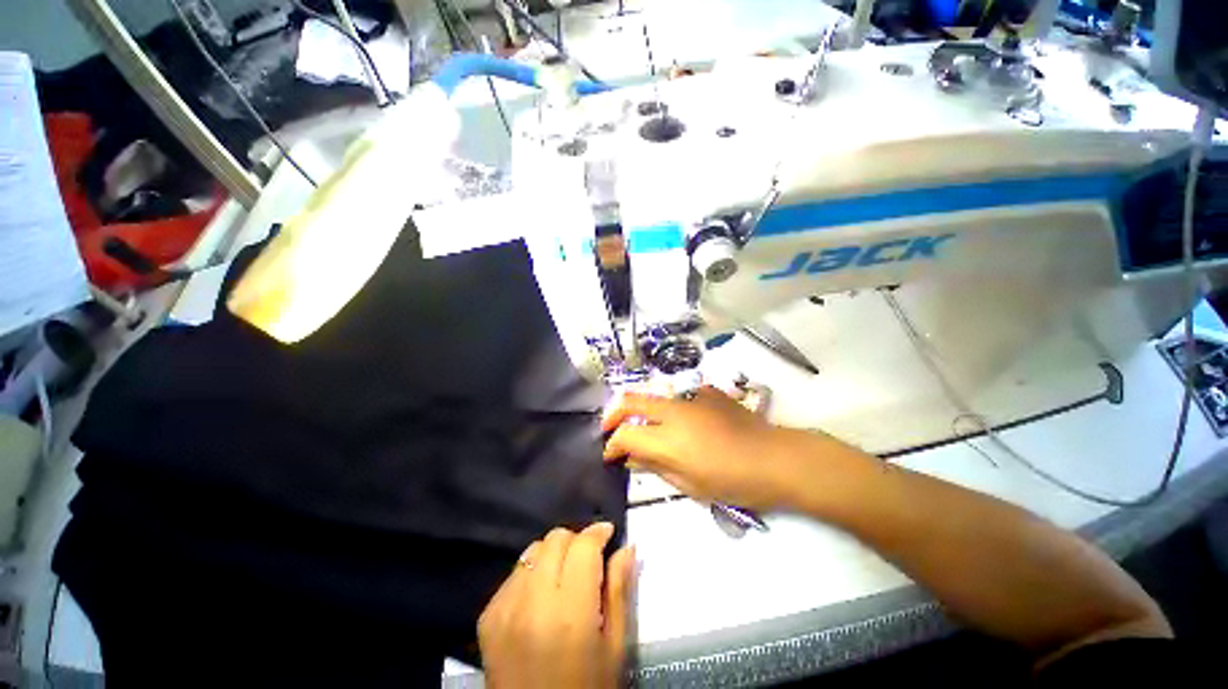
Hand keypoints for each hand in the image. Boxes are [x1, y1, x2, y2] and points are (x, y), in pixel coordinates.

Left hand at [478, 523, 635, 688]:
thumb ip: (620, 591)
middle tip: (588, 559)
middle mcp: (532, 602)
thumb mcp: (614, 647)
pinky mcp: (488, 616)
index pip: (583, 546)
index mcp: (569, 612)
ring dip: (553, 553)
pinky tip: (541, 596)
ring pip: (533, 550)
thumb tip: (627, 547)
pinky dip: (532, 573)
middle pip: (555, 539)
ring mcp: (504, 607)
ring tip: (564, 575)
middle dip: (576, 540)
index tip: (609, 533)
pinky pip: (514, 574)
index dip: (598, 532)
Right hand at [602, 386, 833, 510]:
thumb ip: (655, 466)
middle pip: (631, 401)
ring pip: (653, 396)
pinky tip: (681, 422)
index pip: (625, 435)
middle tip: (609, 428)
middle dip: (613, 414)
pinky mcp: (706, 391)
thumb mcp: (690, 484)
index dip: (612, 445)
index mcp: (668, 439)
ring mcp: (690, 397)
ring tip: (645, 427)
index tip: (610, 455)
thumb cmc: (733, 481)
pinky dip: (670, 409)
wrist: (775, 457)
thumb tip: (631, 457)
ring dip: (641, 410)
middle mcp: (673, 411)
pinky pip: (678, 397)